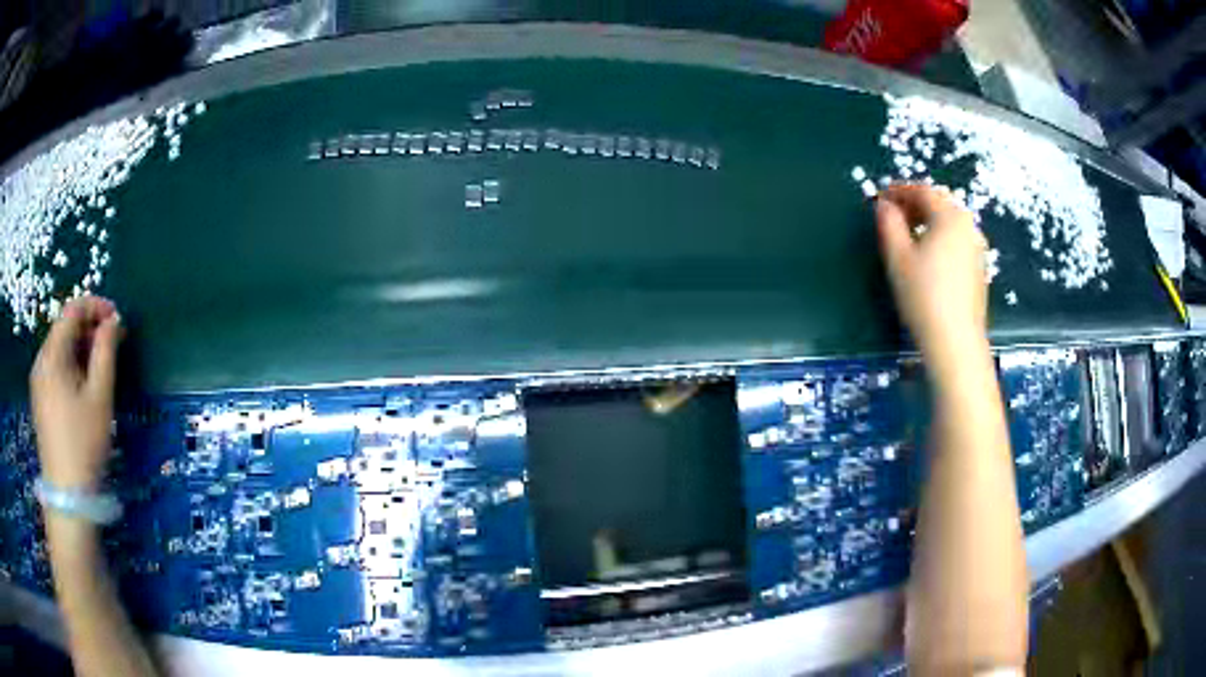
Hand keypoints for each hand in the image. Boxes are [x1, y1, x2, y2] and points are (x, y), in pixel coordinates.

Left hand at [30, 296, 123, 489]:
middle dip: (89, 329)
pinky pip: (55, 368)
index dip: (96, 307)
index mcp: (52, 355)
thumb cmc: (84, 443)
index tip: (117, 319)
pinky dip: (71, 365)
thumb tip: (113, 321)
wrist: (67, 496)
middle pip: (64, 328)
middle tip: (113, 344)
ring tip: (101, 366)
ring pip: (60, 349)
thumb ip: (106, 352)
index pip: (72, 310)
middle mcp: (41, 360)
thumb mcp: (99, 397)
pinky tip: (84, 386)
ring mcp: (38, 381)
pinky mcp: (40, 400)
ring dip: (81, 348)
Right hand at [876, 184, 987, 357]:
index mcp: (950, 216)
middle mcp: (968, 226)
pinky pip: (957, 240)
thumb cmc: (924, 296)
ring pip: (949, 222)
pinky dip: (940, 237)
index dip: (898, 191)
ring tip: (908, 235)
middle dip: (914, 204)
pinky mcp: (980, 268)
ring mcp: (977, 248)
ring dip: (927, 221)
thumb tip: (884, 206)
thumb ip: (888, 224)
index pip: (922, 191)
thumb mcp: (898, 257)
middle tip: (892, 214)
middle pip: (939, 203)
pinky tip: (927, 256)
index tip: (879, 198)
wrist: (956, 342)